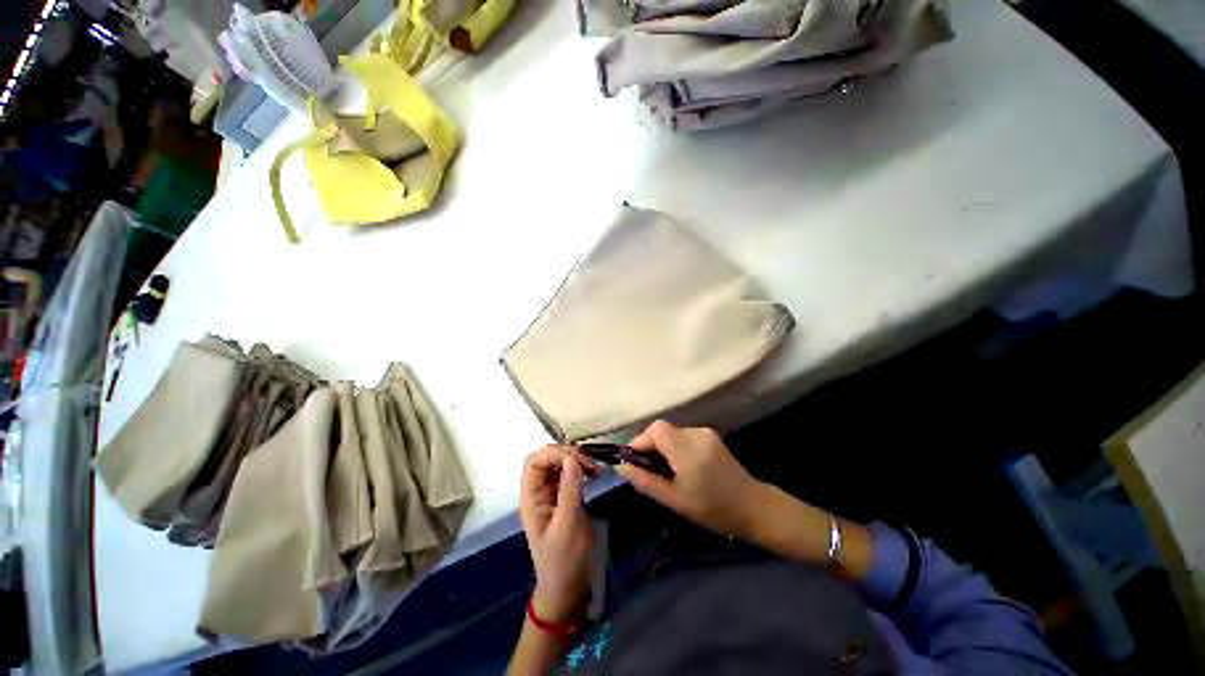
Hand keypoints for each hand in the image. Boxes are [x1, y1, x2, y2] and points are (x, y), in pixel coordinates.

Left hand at [519, 446, 594, 621]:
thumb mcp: (568, 525)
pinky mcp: (564, 497)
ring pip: (560, 464)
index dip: (553, 454)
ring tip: (594, 469)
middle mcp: (539, 492)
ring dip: (576, 461)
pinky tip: (593, 474)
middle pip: (547, 459)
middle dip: (568, 455)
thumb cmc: (563, 560)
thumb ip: (569, 490)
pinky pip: (570, 474)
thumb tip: (573, 457)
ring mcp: (551, 494)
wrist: (568, 586)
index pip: (534, 462)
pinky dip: (581, 469)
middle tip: (590, 465)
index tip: (576, 460)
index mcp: (531, 498)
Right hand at [617, 421, 764, 539]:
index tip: (635, 461)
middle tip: (649, 469)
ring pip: (672, 432)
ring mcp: (705, 433)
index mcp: (687, 450)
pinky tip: (683, 466)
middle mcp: (696, 434)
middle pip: (662, 429)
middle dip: (650, 445)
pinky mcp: (710, 435)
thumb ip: (645, 481)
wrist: (753, 507)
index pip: (656, 430)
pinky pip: (683, 435)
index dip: (640, 441)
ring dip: (663, 447)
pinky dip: (675, 446)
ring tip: (667, 471)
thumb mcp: (675, 500)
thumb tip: (621, 466)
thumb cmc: (713, 509)